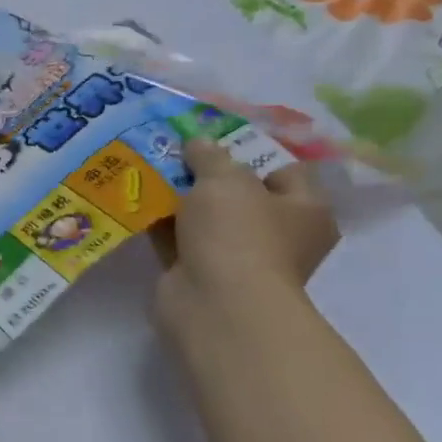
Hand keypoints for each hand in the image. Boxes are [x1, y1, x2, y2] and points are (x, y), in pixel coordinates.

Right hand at [151, 139, 337, 337]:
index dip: (250, 149)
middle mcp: (277, 235)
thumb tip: (197, 143)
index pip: (284, 170)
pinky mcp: (199, 273)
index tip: (214, 137)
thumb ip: (210, 155)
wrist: (216, 304)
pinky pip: (177, 240)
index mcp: (305, 210)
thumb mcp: (225, 178)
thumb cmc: (239, 233)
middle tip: (174, 150)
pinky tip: (135, 200)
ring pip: (204, 217)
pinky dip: (160, 223)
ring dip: (178, 198)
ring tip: (147, 168)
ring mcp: (236, 257)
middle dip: (205, 174)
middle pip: (239, 194)